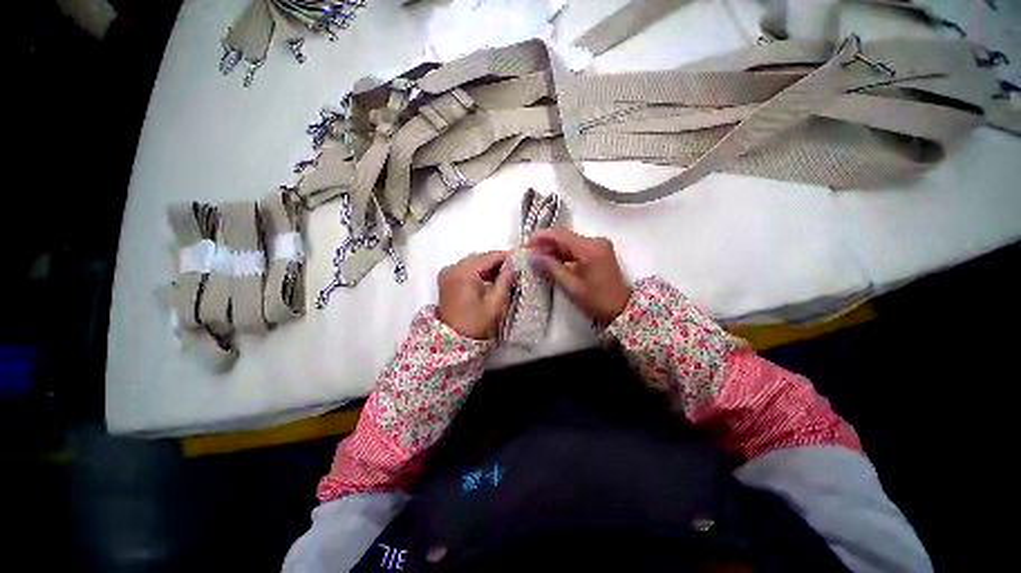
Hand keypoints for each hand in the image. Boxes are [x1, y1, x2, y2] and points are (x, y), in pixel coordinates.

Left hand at [437, 251, 516, 339]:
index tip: (520, 257)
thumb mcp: (495, 303)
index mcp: (464, 272)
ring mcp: (447, 273)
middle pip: (480, 257)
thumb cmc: (476, 323)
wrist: (453, 339)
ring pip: (472, 262)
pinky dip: (477, 270)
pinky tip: (489, 278)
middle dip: (497, 261)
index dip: (505, 256)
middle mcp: (453, 267)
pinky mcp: (446, 279)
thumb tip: (514, 265)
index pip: (489, 257)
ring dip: (487, 265)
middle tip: (514, 266)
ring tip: (504, 273)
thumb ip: (505, 281)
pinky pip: (465, 268)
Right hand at [526, 228, 631, 326]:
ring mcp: (598, 246)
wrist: (623, 310)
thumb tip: (532, 257)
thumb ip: (551, 268)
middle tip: (530, 254)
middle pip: (565, 236)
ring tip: (537, 259)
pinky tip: (552, 262)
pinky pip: (576, 248)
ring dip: (554, 249)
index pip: (560, 234)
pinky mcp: (599, 252)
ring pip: (570, 242)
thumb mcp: (571, 286)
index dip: (541, 237)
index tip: (526, 245)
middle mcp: (595, 241)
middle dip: (546, 243)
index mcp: (590, 248)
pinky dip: (563, 254)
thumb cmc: (597, 300)